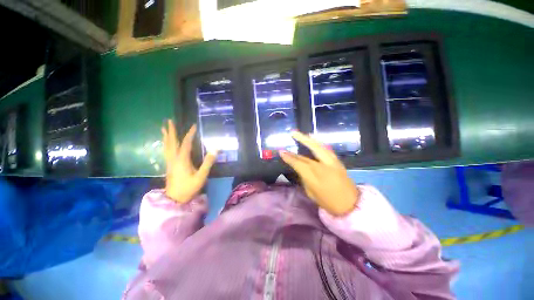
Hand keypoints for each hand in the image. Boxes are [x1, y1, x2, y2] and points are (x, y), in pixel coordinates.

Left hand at [161, 120, 216, 202]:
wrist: (175, 199)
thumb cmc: (189, 187)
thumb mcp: (201, 176)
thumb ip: (208, 163)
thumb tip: (215, 150)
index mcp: (182, 160)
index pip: (186, 143)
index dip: (190, 134)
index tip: (193, 125)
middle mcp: (174, 158)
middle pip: (171, 142)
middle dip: (170, 131)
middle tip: (168, 120)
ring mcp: (170, 162)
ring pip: (166, 146)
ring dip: (166, 136)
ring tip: (163, 128)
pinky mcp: (169, 166)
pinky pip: (166, 151)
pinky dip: (165, 144)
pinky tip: (166, 143)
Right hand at [279, 131, 359, 215]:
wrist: (351, 204)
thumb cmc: (328, 202)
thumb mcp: (311, 193)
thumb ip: (304, 178)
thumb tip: (299, 168)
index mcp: (314, 177)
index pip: (298, 163)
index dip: (289, 157)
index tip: (281, 152)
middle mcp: (323, 166)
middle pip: (309, 151)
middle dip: (300, 141)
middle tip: (292, 133)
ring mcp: (332, 162)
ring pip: (319, 147)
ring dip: (309, 139)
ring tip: (302, 134)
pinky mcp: (338, 161)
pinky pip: (326, 149)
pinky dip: (318, 144)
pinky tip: (313, 141)